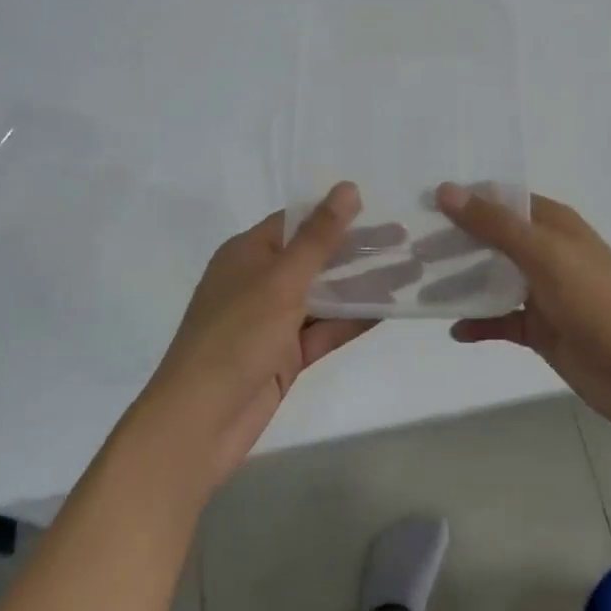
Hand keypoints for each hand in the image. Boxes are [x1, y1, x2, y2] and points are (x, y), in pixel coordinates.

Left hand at [128, 183, 376, 494]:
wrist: (199, 422)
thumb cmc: (235, 337)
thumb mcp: (280, 280)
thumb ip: (318, 237)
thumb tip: (348, 188)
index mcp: (247, 254)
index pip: (296, 222)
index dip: (335, 212)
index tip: (379, 207)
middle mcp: (259, 282)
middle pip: (315, 257)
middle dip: (358, 249)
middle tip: (406, 239)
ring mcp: (273, 321)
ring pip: (325, 295)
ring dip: (363, 285)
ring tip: (411, 271)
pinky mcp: (286, 356)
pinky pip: (325, 330)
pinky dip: (354, 320)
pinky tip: (391, 309)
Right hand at [437, 183, 610, 435]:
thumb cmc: (597, 302)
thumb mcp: (544, 254)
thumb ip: (494, 224)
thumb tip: (445, 190)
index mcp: (554, 225)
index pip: (503, 200)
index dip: (466, 198)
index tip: (422, 203)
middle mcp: (547, 253)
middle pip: (493, 239)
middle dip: (455, 241)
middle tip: (409, 245)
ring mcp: (543, 293)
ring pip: (492, 280)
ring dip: (461, 282)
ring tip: (419, 284)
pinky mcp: (540, 330)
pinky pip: (500, 321)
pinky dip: (478, 324)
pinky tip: (453, 330)